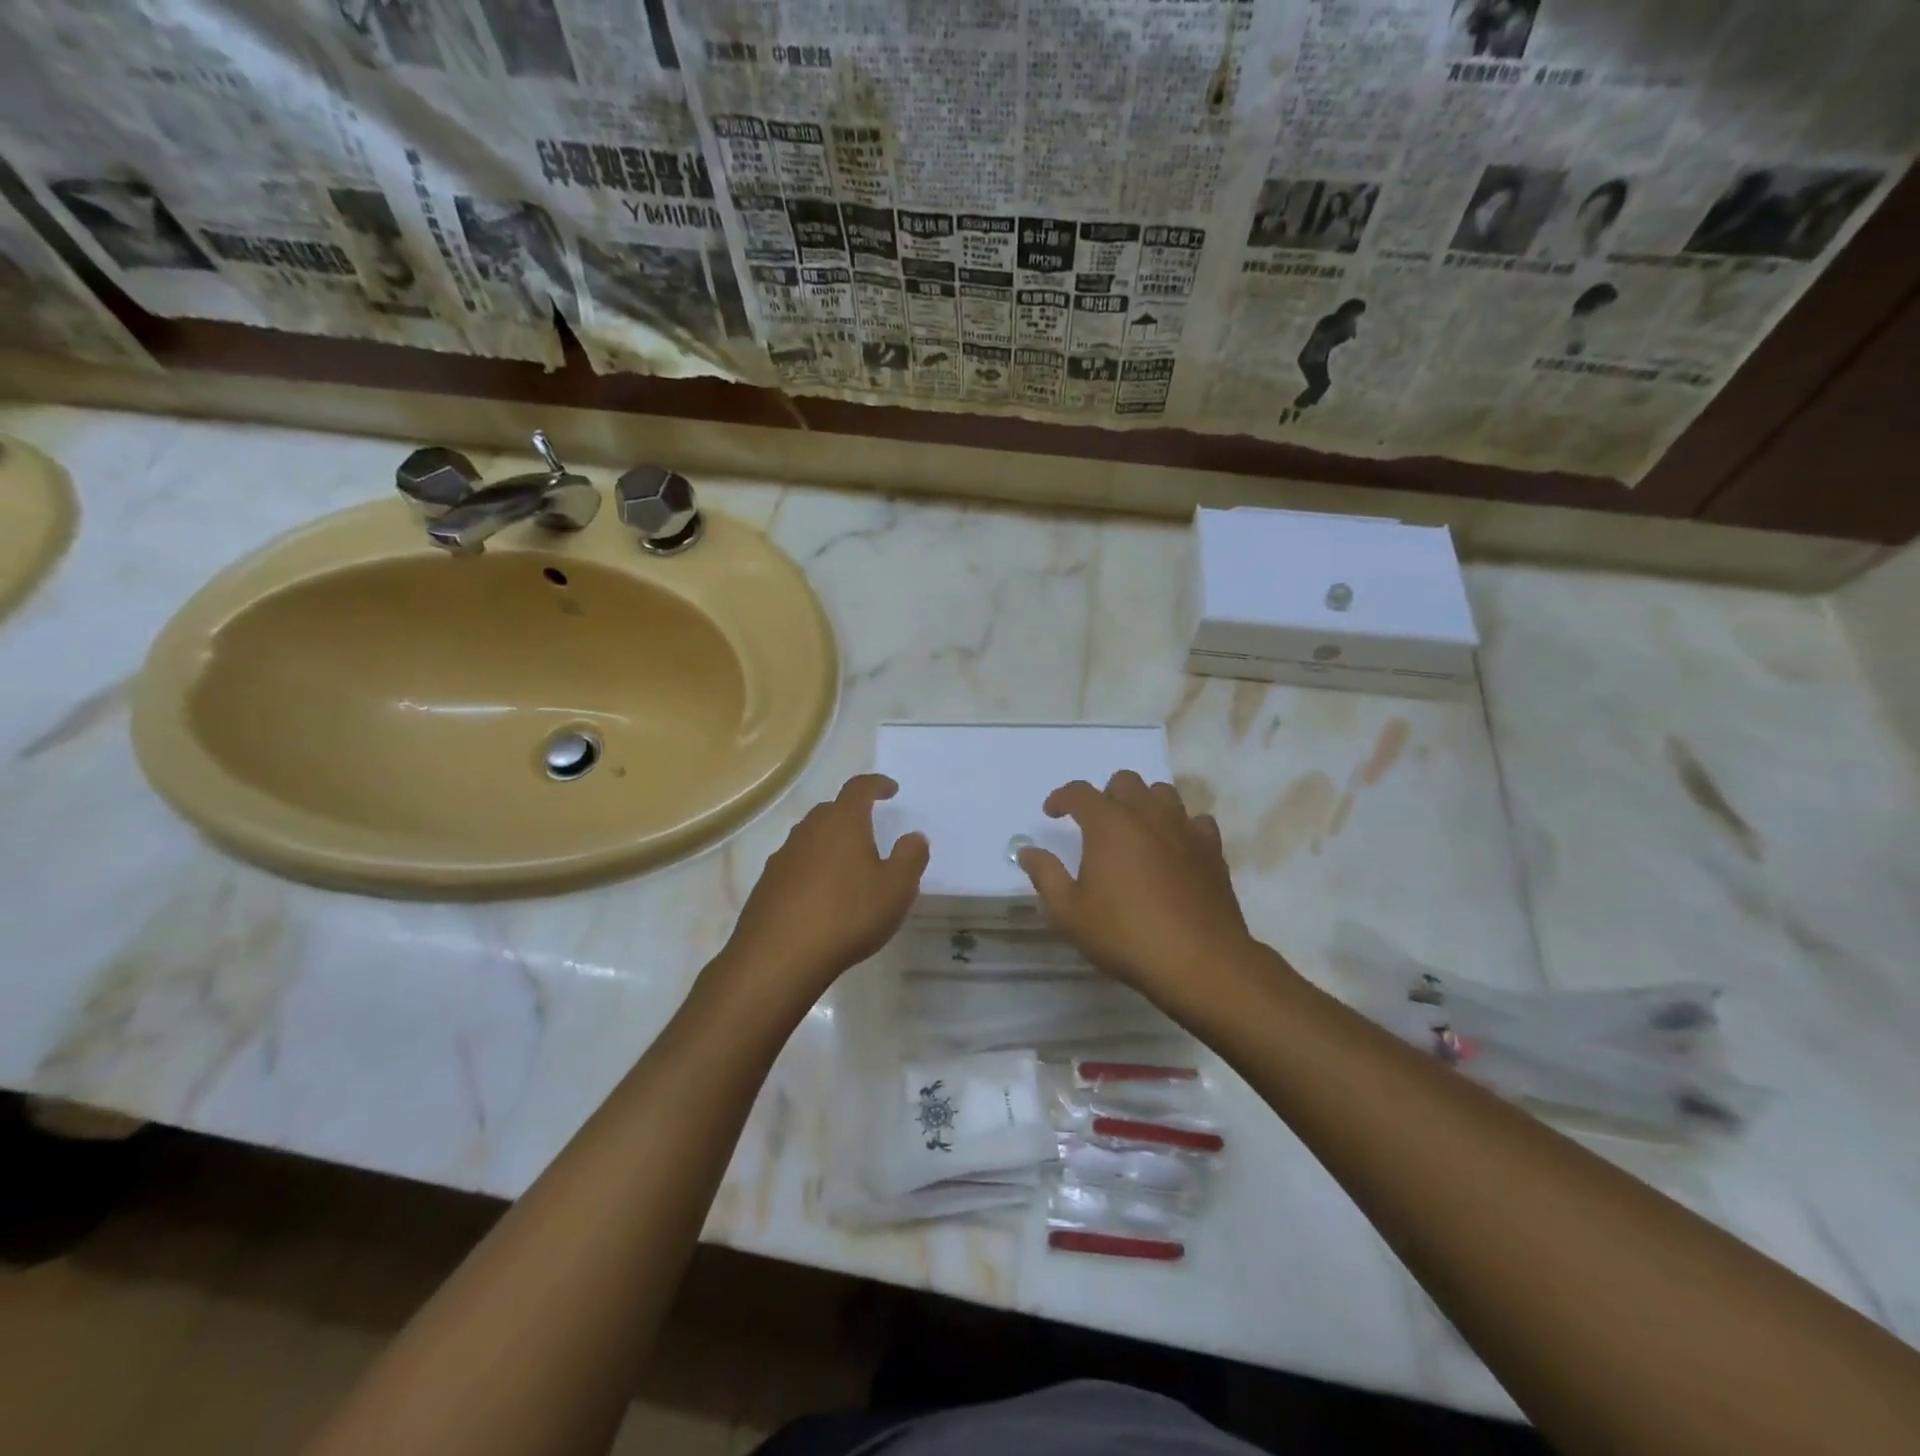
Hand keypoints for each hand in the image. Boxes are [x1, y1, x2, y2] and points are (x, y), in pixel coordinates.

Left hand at [720, 774, 928, 1005]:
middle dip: (852, 814)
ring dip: (830, 844)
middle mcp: (809, 830)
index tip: (890, 789)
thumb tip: (913, 836)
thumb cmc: (847, 915)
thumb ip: (910, 857)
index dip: (876, 784)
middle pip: (831, 810)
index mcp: (842, 822)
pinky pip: (796, 866)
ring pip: (811, 838)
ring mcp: (783, 857)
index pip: (859, 788)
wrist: (778, 957)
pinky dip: (812, 870)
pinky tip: (822, 897)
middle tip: (870, 830)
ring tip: (848, 866)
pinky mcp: (767, 885)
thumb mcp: (896, 888)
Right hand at [1018, 772, 1269, 1011]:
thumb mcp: (1070, 912)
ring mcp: (1184, 828)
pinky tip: (1174, 848)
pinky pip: (1195, 820)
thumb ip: (1046, 875)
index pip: (1079, 793)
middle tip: (1095, 826)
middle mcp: (1147, 814)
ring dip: (1143, 804)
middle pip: (1125, 782)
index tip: (1052, 813)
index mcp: (1109, 824)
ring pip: (1162, 793)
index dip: (1061, 798)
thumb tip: (1027, 851)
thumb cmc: (1125, 935)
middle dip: (1105, 796)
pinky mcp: (1212, 849)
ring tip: (1135, 832)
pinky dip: (1180, 826)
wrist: (1199, 961)